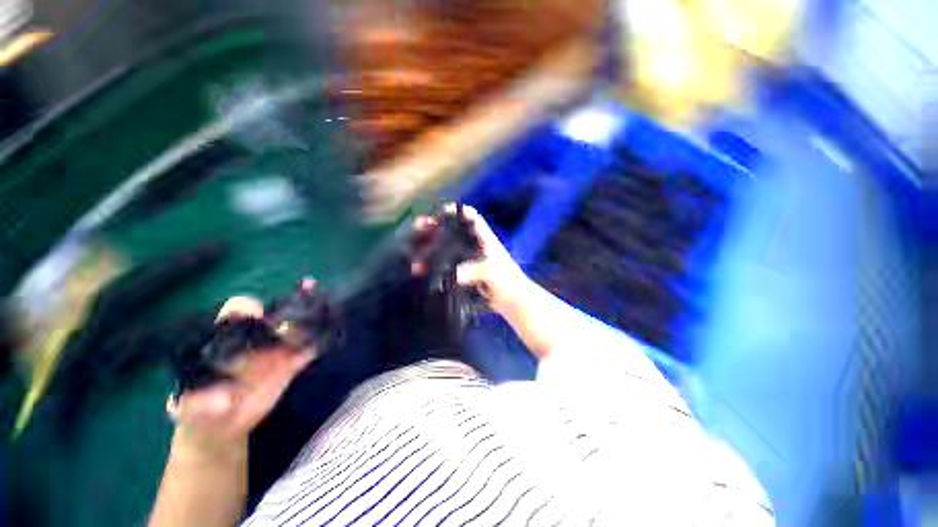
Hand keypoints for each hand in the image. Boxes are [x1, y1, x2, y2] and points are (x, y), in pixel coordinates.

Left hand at [166, 296, 313, 458]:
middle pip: (274, 315)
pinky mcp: (290, 364)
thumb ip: (199, 404)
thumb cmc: (197, 412)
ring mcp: (273, 351)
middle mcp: (253, 339)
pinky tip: (331, 333)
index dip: (248, 308)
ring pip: (295, 328)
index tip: (259, 315)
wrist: (221, 427)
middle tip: (307, 307)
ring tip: (325, 306)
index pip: (236, 312)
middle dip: (292, 306)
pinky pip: (307, 349)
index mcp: (225, 340)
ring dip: (311, 315)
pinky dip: (320, 340)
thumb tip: (224, 400)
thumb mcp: (189, 409)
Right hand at [413, 203, 530, 315]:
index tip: (438, 211)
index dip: (456, 211)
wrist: (513, 302)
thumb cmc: (508, 281)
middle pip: (453, 232)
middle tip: (418, 230)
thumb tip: (455, 275)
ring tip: (416, 256)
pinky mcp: (465, 274)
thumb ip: (476, 270)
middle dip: (435, 229)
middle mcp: (475, 247)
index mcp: (485, 239)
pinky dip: (436, 267)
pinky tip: (424, 272)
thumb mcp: (493, 272)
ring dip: (432, 250)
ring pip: (447, 250)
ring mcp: (470, 261)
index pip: (471, 217)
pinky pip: (447, 267)